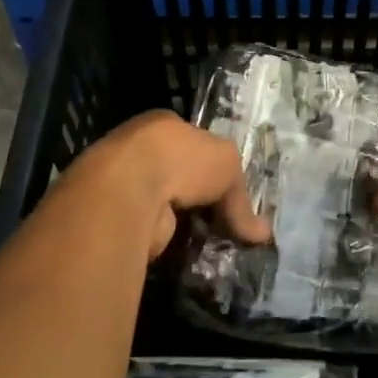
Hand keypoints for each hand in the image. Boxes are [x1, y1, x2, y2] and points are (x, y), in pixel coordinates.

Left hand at [69, 111, 270, 259]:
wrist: (127, 190)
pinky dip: (164, 240)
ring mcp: (123, 184)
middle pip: (176, 175)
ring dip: (180, 222)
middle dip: (197, 198)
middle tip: (221, 222)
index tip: (227, 191)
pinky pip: (149, 229)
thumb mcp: (227, 166)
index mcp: (162, 125)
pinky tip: (182, 252)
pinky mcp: (114, 217)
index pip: (192, 142)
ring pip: (162, 204)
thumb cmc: (181, 160)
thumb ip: (242, 200)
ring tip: (207, 243)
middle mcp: (138, 150)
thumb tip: (263, 235)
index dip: (211, 165)